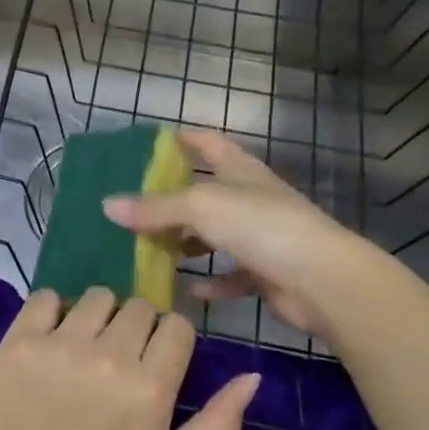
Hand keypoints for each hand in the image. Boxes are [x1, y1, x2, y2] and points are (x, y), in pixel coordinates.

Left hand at [0, 288, 260, 429]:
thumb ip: (218, 426)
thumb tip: (252, 376)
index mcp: (150, 387)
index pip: (176, 326)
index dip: (170, 341)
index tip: (154, 362)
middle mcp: (109, 355)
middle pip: (139, 306)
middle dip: (136, 328)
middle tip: (118, 359)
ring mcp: (61, 343)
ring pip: (97, 296)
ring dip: (98, 316)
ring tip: (85, 347)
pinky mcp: (21, 340)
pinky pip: (45, 296)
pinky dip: (52, 310)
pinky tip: (52, 338)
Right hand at [102, 130, 369, 338]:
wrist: (321, 279)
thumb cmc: (260, 226)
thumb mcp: (200, 207)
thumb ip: (155, 207)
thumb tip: (107, 205)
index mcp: (239, 170)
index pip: (208, 143)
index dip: (182, 139)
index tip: (150, 144)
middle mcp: (250, 198)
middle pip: (206, 192)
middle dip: (172, 200)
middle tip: (133, 208)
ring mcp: (261, 235)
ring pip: (215, 235)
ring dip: (187, 242)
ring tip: (151, 250)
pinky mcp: (267, 272)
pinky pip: (232, 275)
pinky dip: (211, 281)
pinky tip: (189, 290)